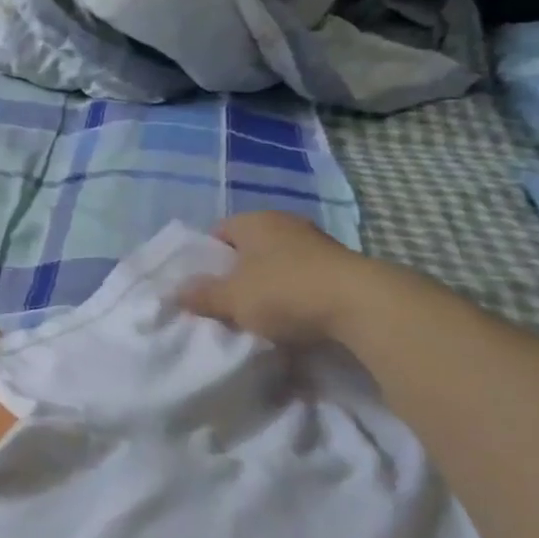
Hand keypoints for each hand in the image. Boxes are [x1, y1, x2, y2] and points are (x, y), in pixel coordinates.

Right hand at [179, 211, 381, 345]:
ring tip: (258, 312)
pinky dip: (294, 292)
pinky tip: (291, 316)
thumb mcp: (232, 299)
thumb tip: (177, 291)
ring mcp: (317, 242)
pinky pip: (304, 276)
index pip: (219, 231)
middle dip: (237, 271)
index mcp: (255, 222)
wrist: (361, 305)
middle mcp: (286, 224)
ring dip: (268, 283)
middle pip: (250, 247)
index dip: (206, 256)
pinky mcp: (341, 265)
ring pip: (278, 261)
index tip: (202, 284)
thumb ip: (203, 295)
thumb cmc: (284, 292)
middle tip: (226, 300)